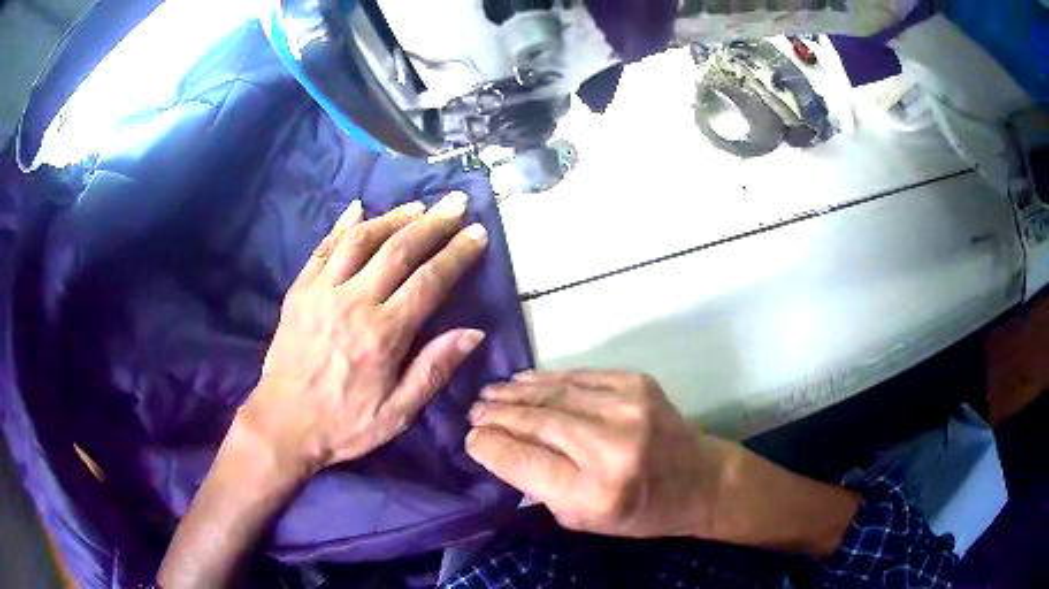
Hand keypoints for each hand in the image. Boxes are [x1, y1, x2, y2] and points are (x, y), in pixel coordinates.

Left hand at [242, 192, 488, 476]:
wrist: (285, 423)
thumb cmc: (345, 423)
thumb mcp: (398, 413)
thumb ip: (433, 370)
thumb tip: (473, 333)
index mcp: (383, 334)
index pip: (429, 281)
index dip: (457, 253)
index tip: (477, 232)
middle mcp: (354, 302)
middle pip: (399, 250)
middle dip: (433, 222)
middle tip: (456, 202)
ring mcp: (322, 291)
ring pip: (362, 240)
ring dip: (393, 217)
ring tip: (417, 206)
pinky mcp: (300, 291)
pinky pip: (323, 248)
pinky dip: (342, 225)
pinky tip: (358, 209)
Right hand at [465, 370, 729, 538]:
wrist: (698, 479)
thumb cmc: (640, 511)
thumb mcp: (584, 521)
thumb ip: (541, 488)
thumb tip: (502, 449)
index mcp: (593, 492)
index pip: (522, 460)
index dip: (488, 446)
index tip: (470, 439)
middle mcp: (609, 447)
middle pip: (534, 422)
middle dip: (495, 415)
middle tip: (473, 411)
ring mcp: (625, 408)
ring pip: (553, 393)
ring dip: (515, 392)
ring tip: (489, 393)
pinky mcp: (636, 384)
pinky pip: (578, 377)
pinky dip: (546, 379)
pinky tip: (525, 381)